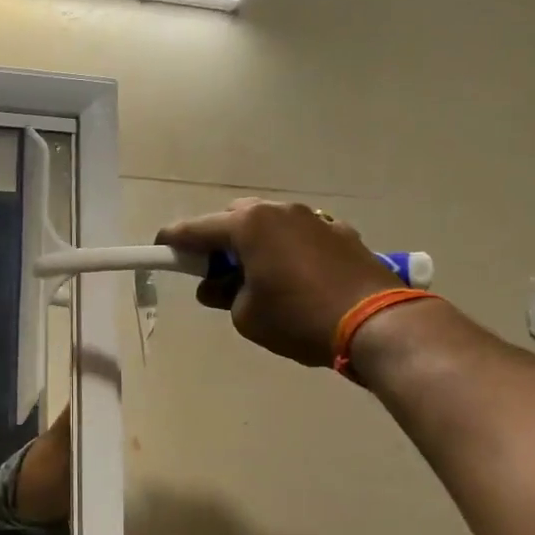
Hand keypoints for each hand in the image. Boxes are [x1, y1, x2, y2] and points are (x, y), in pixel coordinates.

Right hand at [156, 201, 400, 367]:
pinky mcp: (341, 233)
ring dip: (254, 245)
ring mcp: (314, 219)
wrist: (376, 323)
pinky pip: (298, 236)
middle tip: (213, 273)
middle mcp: (280, 211)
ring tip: (255, 279)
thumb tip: (218, 286)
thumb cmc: (298, 318)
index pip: (195, 229)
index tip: (158, 249)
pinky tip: (292, 280)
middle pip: (234, 218)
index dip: (172, 242)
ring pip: (269, 225)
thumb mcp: (245, 315)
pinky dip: (285, 251)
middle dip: (218, 241)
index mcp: (249, 224)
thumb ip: (223, 294)